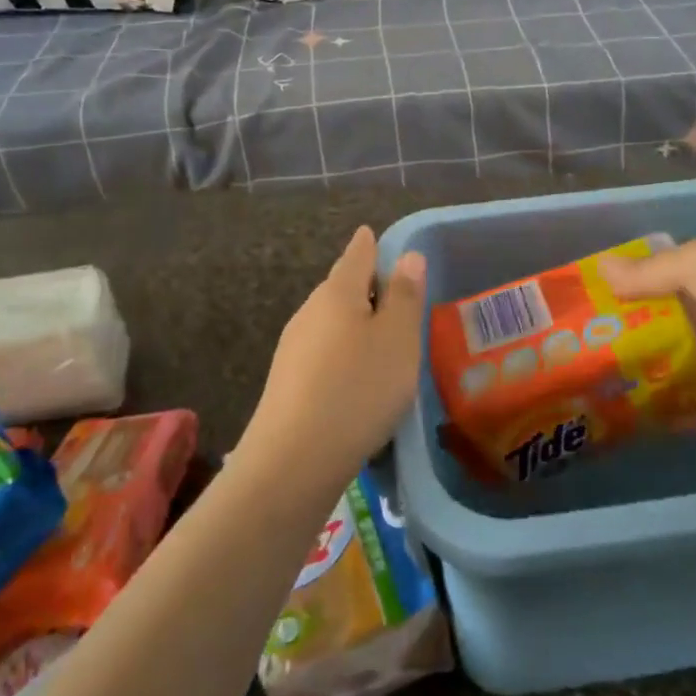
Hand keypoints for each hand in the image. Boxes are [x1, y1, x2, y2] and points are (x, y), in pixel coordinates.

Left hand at [242, 226, 426, 487]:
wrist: (293, 460)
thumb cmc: (358, 388)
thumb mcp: (398, 339)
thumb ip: (405, 296)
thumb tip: (408, 256)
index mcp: (338, 293)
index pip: (357, 255)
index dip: (370, 245)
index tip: (373, 235)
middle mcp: (310, 312)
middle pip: (341, 288)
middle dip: (366, 288)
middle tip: (395, 295)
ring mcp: (293, 348)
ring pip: (331, 323)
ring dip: (355, 325)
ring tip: (383, 340)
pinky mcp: (288, 383)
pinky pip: (323, 354)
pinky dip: (344, 355)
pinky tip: (357, 379)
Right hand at [599, 233, 695, 429]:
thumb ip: (649, 272)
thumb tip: (600, 267)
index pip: (677, 276)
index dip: (642, 289)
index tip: (603, 307)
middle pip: (685, 323)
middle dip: (647, 337)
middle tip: (600, 355)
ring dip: (667, 377)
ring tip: (618, 392)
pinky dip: (693, 414)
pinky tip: (655, 425)